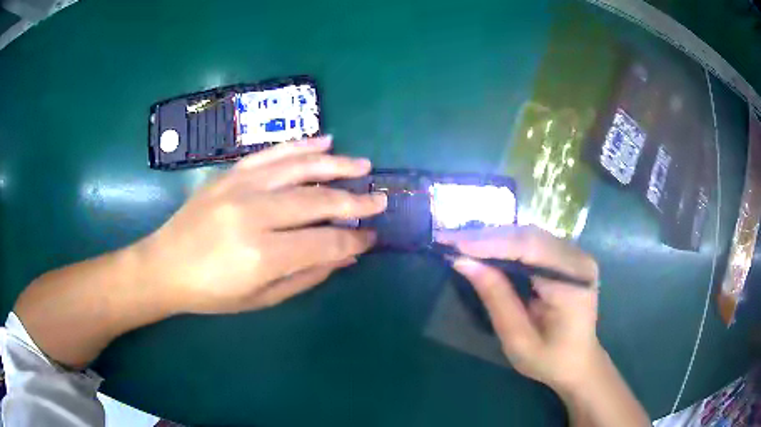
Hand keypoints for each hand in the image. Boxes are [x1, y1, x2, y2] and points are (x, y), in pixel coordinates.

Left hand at [136, 136, 386, 313]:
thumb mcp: (262, 298)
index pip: (325, 242)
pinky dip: (300, 145)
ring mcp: (240, 187)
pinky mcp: (230, 173)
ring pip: (298, 168)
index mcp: (262, 255)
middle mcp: (254, 214)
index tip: (372, 237)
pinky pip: (271, 153)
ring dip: (336, 165)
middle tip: (379, 200)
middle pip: (317, 201)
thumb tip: (347, 255)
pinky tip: (324, 141)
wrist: (165, 265)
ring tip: (363, 165)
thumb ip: (307, 275)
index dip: (354, 240)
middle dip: (355, 201)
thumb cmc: (212, 292)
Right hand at [439, 226, 601, 391]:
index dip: (490, 242)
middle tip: (450, 239)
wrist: (578, 363)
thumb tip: (463, 262)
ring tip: (462, 242)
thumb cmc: (549, 360)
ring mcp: (576, 255)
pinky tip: (486, 248)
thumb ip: (496, 298)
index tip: (453, 243)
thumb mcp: (518, 338)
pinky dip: (507, 244)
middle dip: (488, 237)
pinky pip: (534, 243)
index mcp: (573, 282)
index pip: (530, 248)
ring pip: (530, 235)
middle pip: (530, 236)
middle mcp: (578, 260)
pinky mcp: (568, 258)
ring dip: (495, 238)